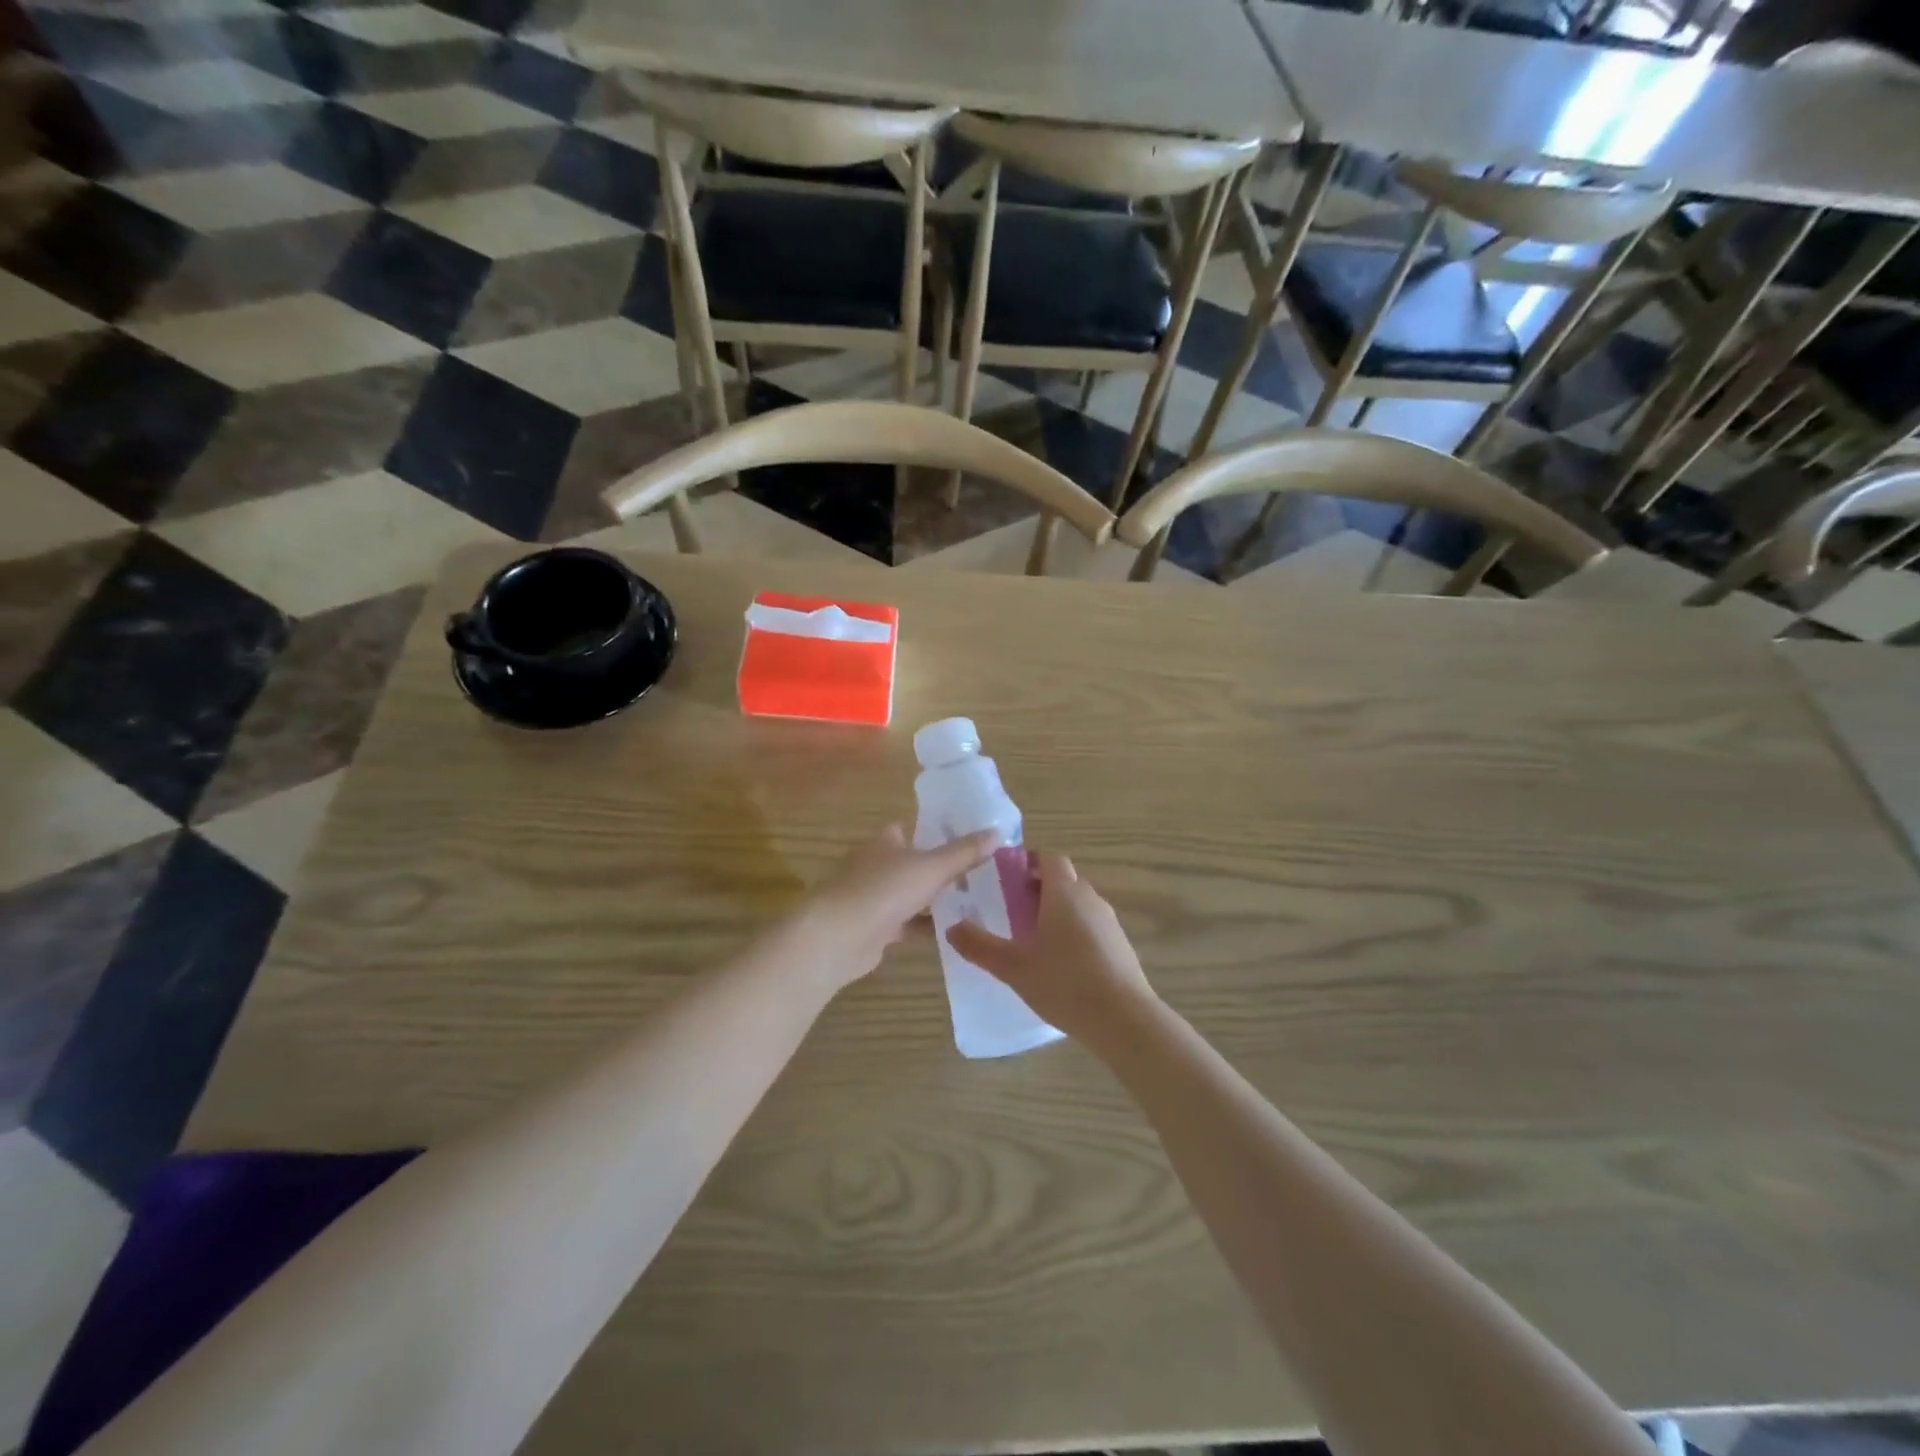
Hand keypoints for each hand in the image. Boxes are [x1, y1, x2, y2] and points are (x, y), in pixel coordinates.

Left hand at [797, 824, 998, 990]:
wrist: (839, 937)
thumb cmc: (884, 890)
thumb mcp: (931, 867)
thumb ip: (964, 853)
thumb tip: (997, 833)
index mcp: (887, 841)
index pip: (914, 828)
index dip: (939, 831)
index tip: (970, 839)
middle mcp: (878, 864)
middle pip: (915, 862)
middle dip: (943, 868)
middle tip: (982, 873)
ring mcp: (875, 897)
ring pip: (912, 894)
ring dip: (936, 899)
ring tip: (976, 902)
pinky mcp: (876, 928)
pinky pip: (908, 923)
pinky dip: (927, 926)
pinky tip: (955, 931)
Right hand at [946, 853, 1158, 1048]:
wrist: (1124, 1019)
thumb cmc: (1065, 983)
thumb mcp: (1013, 966)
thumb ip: (980, 946)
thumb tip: (952, 928)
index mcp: (1064, 892)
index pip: (1049, 858)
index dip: (1028, 861)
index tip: (1006, 875)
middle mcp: (1089, 898)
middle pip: (1063, 879)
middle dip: (1038, 887)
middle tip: (1011, 907)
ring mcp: (1109, 922)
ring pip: (1078, 903)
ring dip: (1056, 910)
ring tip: (1031, 936)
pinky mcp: (1120, 946)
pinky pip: (1091, 926)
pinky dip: (1073, 931)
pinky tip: (1060, 962)